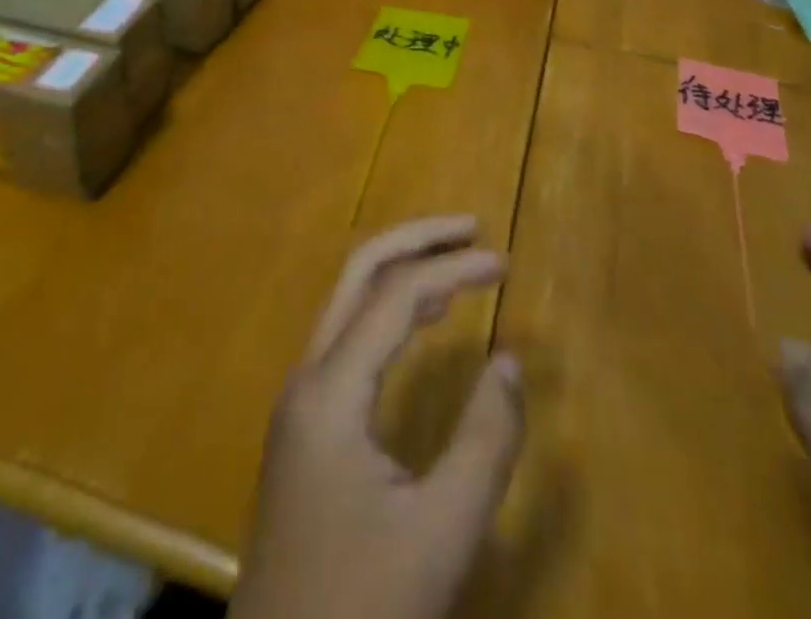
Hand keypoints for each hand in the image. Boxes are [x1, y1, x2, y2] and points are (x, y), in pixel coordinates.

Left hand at [230, 216, 524, 618]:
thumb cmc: (362, 605)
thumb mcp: (441, 534)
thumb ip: (484, 443)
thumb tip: (511, 360)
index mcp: (330, 390)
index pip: (396, 295)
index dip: (453, 268)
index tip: (505, 263)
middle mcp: (307, 376)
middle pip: (357, 272)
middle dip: (415, 239)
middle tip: (470, 229)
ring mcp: (300, 398)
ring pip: (348, 299)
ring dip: (400, 268)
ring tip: (456, 262)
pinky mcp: (305, 422)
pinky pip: (347, 335)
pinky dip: (387, 307)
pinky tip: (419, 319)